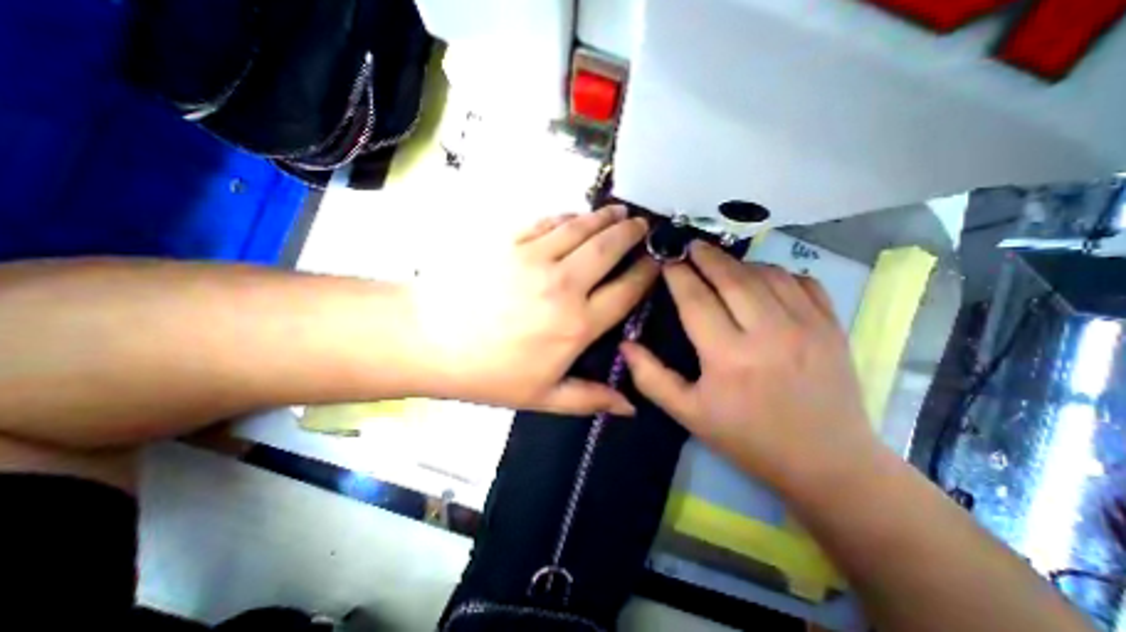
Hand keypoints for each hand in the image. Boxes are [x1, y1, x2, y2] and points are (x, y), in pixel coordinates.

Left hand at [413, 205, 661, 417]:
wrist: (429, 339)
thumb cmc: (488, 373)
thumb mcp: (542, 397)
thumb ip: (590, 399)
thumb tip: (630, 408)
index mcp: (577, 325)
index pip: (626, 291)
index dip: (646, 273)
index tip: (657, 262)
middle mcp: (564, 285)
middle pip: (609, 249)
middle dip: (632, 234)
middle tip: (643, 225)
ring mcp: (535, 257)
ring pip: (582, 228)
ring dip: (605, 218)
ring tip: (619, 212)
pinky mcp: (510, 241)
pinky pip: (549, 222)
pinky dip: (569, 217)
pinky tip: (576, 217)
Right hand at [626, 241, 877, 492]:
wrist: (826, 462)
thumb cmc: (747, 438)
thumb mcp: (688, 413)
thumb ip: (651, 378)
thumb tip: (625, 345)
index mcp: (728, 356)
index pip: (695, 299)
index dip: (677, 275)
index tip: (665, 260)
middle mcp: (768, 332)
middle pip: (730, 277)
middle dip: (706, 256)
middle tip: (689, 246)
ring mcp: (807, 326)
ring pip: (765, 273)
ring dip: (738, 263)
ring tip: (720, 263)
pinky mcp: (833, 326)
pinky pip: (802, 281)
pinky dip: (777, 272)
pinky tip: (762, 278)